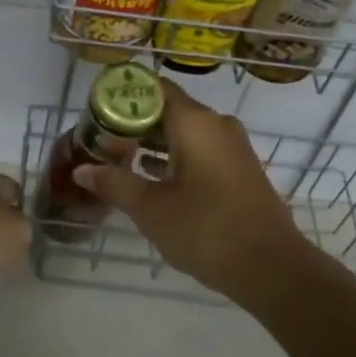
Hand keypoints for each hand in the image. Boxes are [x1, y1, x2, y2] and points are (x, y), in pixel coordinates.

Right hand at [75, 80, 307, 301]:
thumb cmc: (207, 230)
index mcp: (195, 122)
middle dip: (133, 122)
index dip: (123, 94)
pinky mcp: (239, 169)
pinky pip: (199, 149)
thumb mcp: (151, 209)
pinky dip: (173, 156)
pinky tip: (151, 178)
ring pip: (184, 132)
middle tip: (100, 139)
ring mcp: (232, 147)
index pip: (154, 88)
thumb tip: (82, 169)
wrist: (273, 268)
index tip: (96, 109)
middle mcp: (216, 125)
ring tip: (118, 158)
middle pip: (168, 109)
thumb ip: (115, 183)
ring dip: (152, 142)